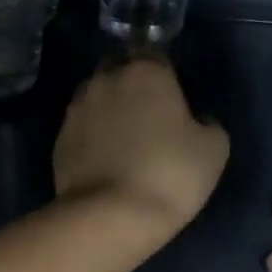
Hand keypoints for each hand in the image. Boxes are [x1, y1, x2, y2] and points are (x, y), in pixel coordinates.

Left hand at [54, 58, 228, 245]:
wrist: (110, 215)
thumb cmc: (170, 174)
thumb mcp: (213, 149)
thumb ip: (207, 123)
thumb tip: (196, 120)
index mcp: (145, 72)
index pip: (155, 56)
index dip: (164, 76)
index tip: (172, 100)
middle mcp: (105, 80)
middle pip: (118, 71)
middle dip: (130, 86)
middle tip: (147, 117)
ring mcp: (76, 110)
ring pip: (95, 98)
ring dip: (107, 111)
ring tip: (122, 141)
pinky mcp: (58, 140)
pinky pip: (80, 129)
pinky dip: (90, 138)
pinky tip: (103, 161)